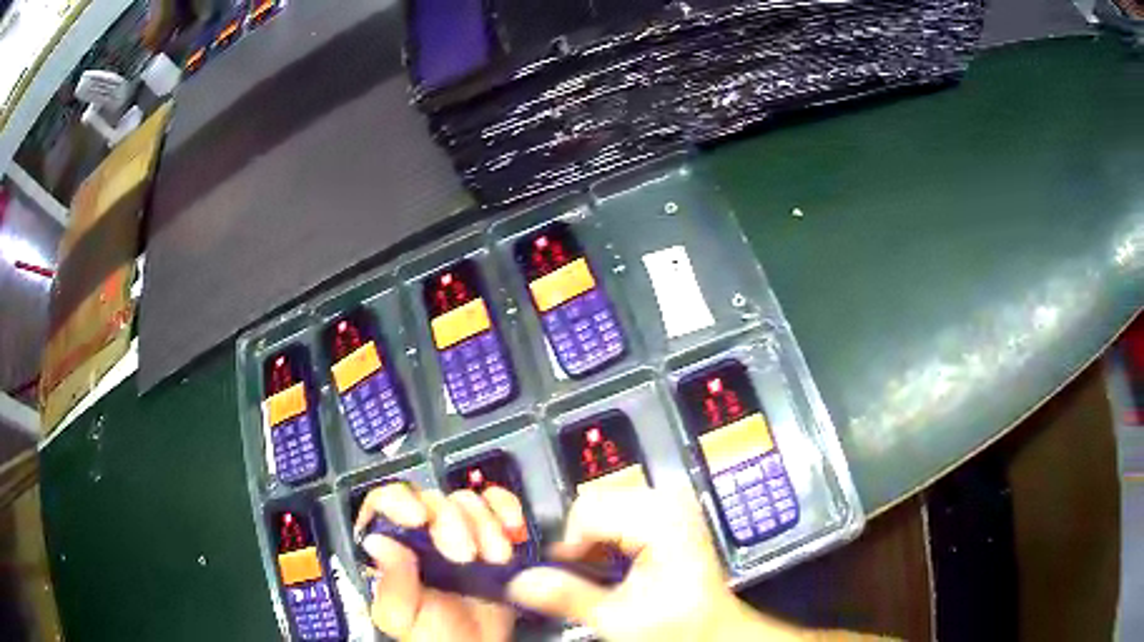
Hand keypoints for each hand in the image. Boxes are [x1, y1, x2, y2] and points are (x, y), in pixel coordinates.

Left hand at [354, 483, 524, 641]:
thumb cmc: (437, 638)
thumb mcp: (403, 617)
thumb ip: (391, 584)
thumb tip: (377, 541)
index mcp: (392, 550)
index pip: (384, 503)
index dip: (399, 501)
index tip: (418, 518)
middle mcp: (422, 536)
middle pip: (432, 501)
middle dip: (452, 523)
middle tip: (465, 556)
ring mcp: (460, 534)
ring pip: (467, 501)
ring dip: (485, 525)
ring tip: (494, 558)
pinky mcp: (492, 536)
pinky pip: (498, 505)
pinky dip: (507, 509)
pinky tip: (511, 530)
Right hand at [507, 487, 809, 641]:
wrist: (712, 626)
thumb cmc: (678, 624)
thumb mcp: (618, 618)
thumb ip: (567, 597)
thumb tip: (518, 582)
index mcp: (662, 519)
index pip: (587, 511)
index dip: (567, 545)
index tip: (563, 573)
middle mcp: (668, 501)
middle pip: (593, 503)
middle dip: (580, 541)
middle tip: (584, 575)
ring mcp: (670, 503)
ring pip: (601, 506)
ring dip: (592, 539)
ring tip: (603, 572)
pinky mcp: (667, 510)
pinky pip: (618, 510)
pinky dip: (606, 536)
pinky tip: (615, 562)